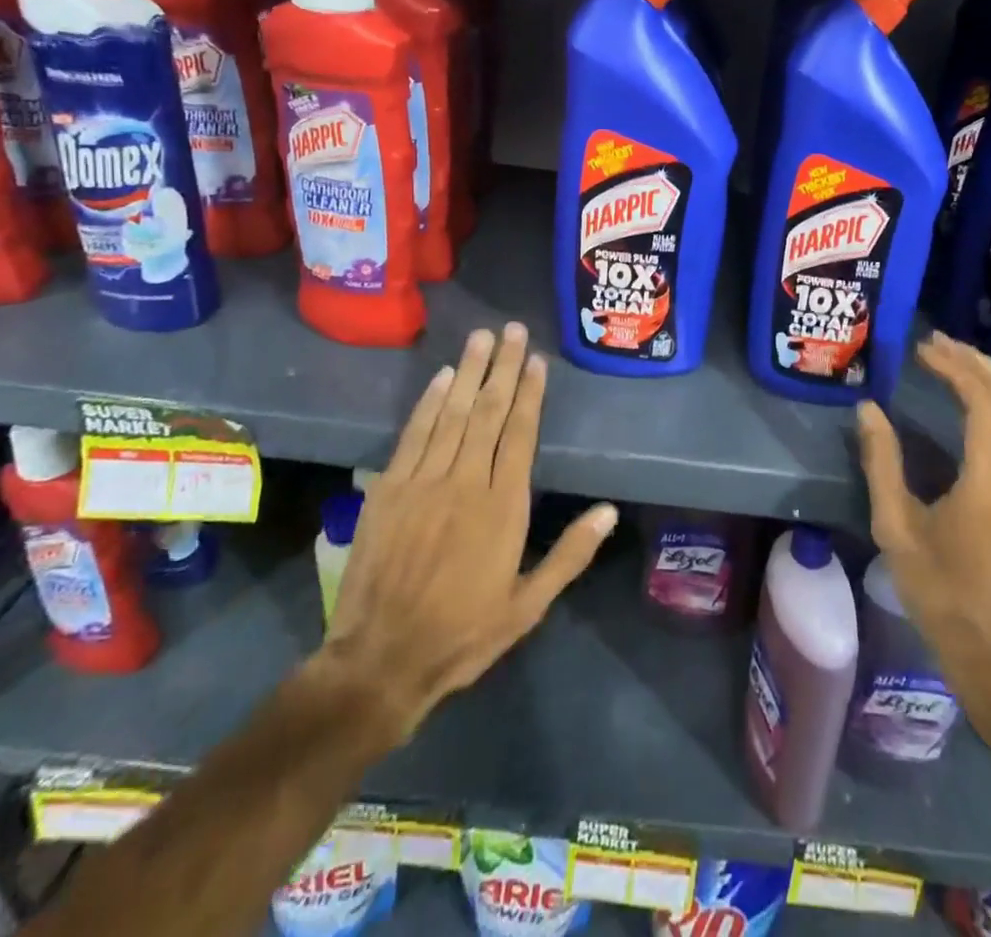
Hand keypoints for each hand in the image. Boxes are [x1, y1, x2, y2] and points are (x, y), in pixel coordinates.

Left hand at [313, 323, 616, 754]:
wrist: (381, 660)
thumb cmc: (463, 633)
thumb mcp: (528, 606)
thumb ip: (570, 555)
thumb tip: (609, 511)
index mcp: (503, 508)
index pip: (520, 435)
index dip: (530, 394)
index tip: (537, 361)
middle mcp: (465, 483)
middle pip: (488, 413)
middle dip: (503, 368)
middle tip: (513, 330)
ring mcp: (423, 482)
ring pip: (452, 414)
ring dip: (469, 372)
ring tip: (483, 337)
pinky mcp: (388, 490)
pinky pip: (414, 435)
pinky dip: (428, 403)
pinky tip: (442, 377)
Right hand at [856, 332, 990, 686]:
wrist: (988, 645)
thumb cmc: (937, 589)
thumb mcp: (895, 526)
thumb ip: (881, 462)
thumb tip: (868, 408)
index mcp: (990, 481)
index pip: (984, 403)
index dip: (955, 367)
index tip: (922, 350)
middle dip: (978, 362)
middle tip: (938, 343)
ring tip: (957, 358)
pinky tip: (979, 395)